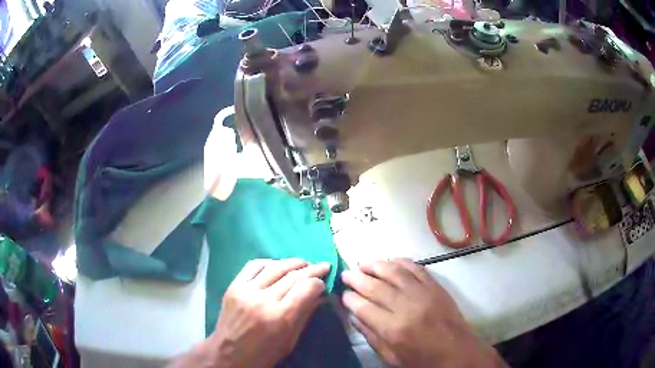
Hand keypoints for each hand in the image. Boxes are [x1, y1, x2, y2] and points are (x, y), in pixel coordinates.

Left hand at [169, 259, 329, 367]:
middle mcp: (263, 299)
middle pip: (293, 275)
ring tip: (304, 263)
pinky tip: (278, 265)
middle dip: (312, 269)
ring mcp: (246, 290)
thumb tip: (321, 296)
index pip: (306, 287)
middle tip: (323, 266)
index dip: (319, 282)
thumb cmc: (264, 354)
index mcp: (280, 317)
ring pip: (275, 266)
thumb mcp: (290, 341)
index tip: (324, 283)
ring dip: (293, 262)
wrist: (228, 353)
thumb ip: (305, 315)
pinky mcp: (234, 286)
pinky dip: (269, 262)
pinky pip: (253, 265)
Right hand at [341, 259, 505, 367]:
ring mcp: (423, 293)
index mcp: (393, 329)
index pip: (363, 307)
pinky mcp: (436, 286)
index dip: (349, 299)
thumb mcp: (391, 357)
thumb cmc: (422, 360)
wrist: (458, 353)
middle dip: (356, 278)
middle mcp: (406, 307)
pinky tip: (390, 261)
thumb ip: (371, 336)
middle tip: (345, 274)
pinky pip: (415, 267)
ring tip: (362, 263)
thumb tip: (354, 316)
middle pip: (375, 286)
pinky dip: (400, 261)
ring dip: (375, 265)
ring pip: (394, 271)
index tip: (342, 295)